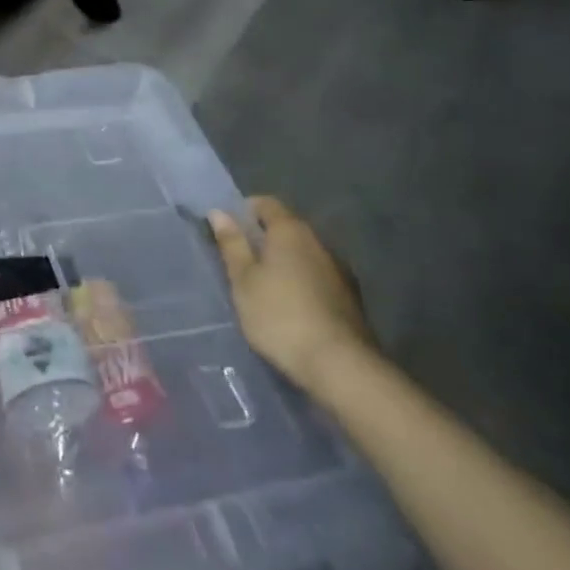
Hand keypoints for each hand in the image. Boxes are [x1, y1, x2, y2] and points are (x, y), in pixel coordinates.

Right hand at [211, 196, 375, 397]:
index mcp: (290, 231)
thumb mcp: (243, 280)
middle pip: (287, 228)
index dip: (245, 210)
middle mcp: (319, 242)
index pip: (266, 203)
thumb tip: (218, 212)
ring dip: (285, 262)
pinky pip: (318, 277)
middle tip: (241, 260)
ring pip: (304, 254)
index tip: (229, 230)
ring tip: (265, 286)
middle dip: (264, 238)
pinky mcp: (350, 298)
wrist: (340, 365)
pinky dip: (302, 282)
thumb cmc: (279, 315)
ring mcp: (339, 270)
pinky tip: (291, 306)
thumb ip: (231, 244)